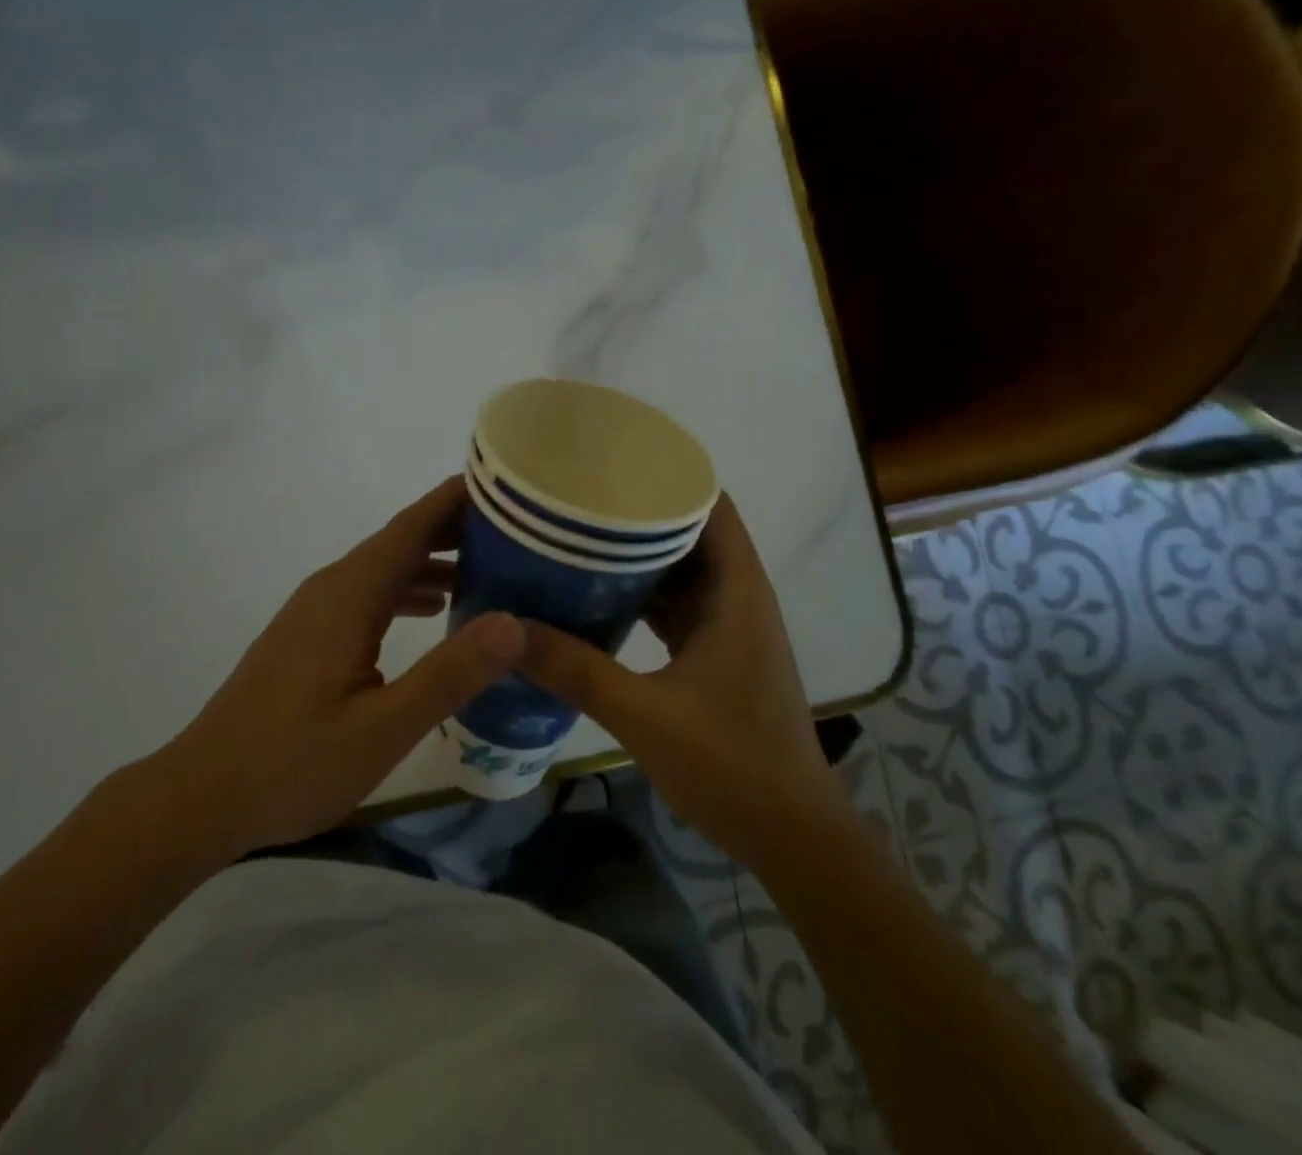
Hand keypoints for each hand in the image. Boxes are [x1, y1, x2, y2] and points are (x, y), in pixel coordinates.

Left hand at [145, 477, 522, 862]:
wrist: (201, 796)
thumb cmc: (293, 763)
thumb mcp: (384, 727)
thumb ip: (449, 674)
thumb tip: (514, 623)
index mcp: (350, 595)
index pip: (412, 526)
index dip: (457, 500)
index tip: (506, 486)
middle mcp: (332, 588)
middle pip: (400, 539)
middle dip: (455, 527)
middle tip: (516, 530)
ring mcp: (315, 610)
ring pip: (384, 566)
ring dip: (433, 558)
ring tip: (489, 567)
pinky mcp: (308, 634)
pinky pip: (368, 591)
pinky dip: (407, 588)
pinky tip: (433, 610)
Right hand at [518, 494, 845, 867]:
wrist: (793, 838)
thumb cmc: (733, 765)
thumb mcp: (644, 714)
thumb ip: (576, 670)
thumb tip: (508, 630)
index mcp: (736, 591)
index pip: (710, 504)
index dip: (669, 476)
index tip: (614, 462)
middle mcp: (738, 597)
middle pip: (691, 532)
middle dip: (639, 514)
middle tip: (578, 501)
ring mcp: (730, 627)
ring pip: (682, 571)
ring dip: (640, 557)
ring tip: (579, 538)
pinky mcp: (719, 654)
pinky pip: (679, 606)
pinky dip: (645, 596)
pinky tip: (600, 597)